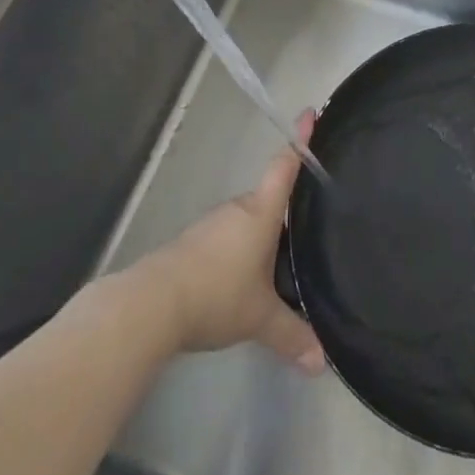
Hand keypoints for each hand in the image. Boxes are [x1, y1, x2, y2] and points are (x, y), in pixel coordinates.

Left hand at [136, 113, 324, 375]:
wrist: (151, 305)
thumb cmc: (216, 294)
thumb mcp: (260, 318)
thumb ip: (293, 336)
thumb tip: (323, 362)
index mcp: (260, 212)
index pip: (285, 167)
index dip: (300, 140)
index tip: (311, 112)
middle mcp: (238, 210)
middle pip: (268, 198)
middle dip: (285, 209)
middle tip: (309, 220)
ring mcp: (212, 226)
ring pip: (246, 222)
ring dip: (261, 235)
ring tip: (280, 258)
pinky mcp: (192, 245)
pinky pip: (227, 240)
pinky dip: (239, 252)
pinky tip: (243, 279)